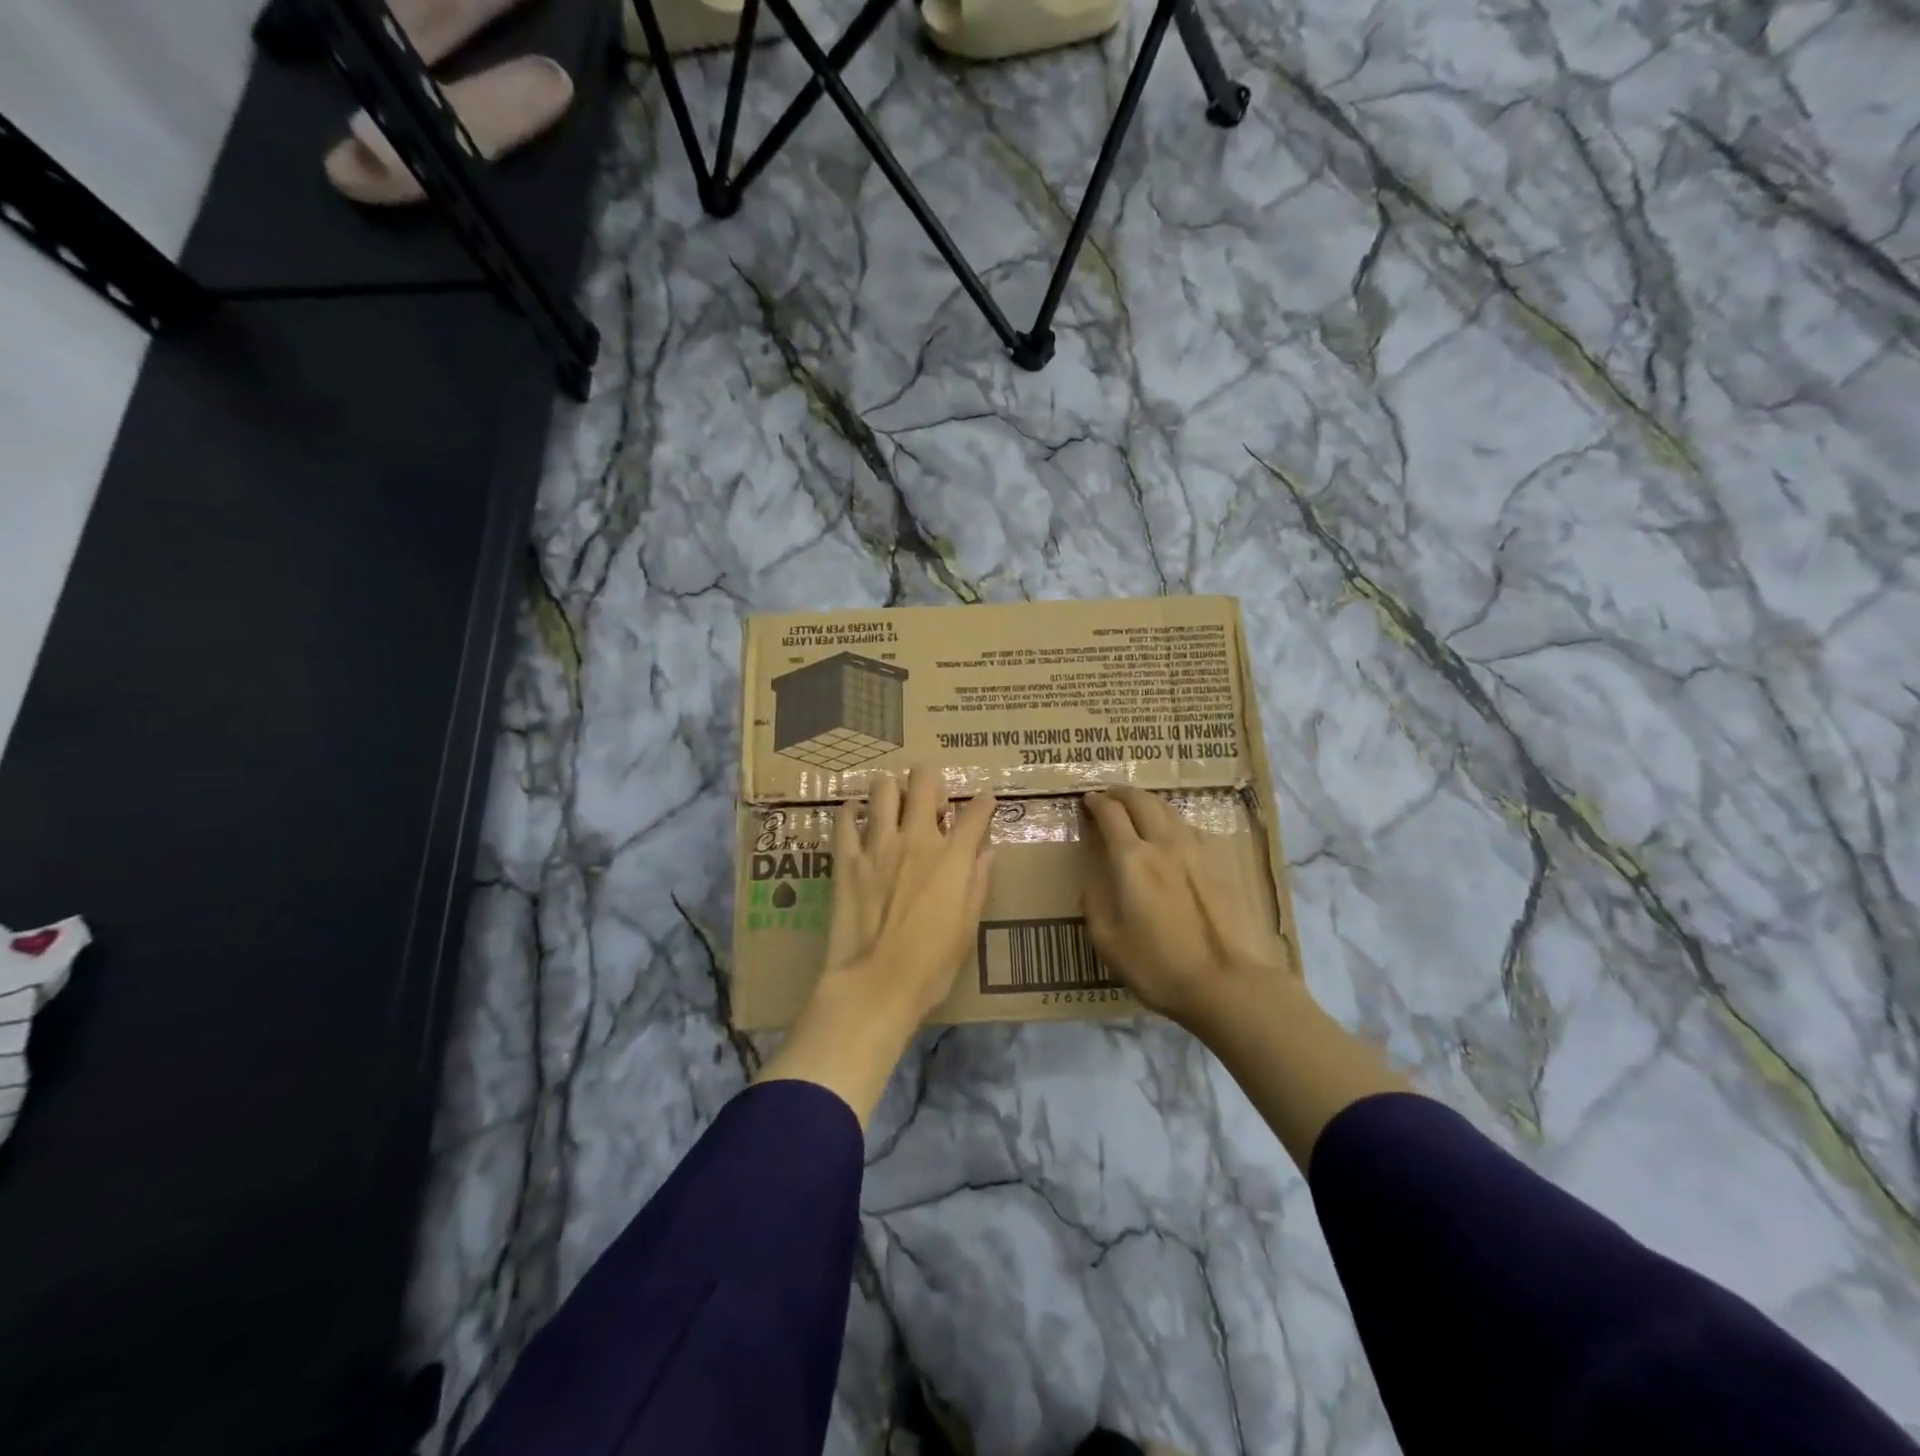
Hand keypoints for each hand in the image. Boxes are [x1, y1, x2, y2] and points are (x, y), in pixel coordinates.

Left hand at [823, 766, 997, 1025]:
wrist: (876, 984)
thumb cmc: (931, 965)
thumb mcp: (967, 928)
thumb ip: (978, 883)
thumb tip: (987, 852)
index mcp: (952, 857)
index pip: (976, 812)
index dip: (984, 802)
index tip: (984, 803)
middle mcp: (917, 839)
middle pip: (924, 781)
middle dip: (931, 779)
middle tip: (931, 799)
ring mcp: (878, 844)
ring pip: (882, 789)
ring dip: (891, 790)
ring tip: (893, 804)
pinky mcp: (846, 859)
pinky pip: (845, 820)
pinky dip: (852, 813)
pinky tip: (856, 817)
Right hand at [1082, 786, 1294, 1029]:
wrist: (1229, 984)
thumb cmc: (1160, 967)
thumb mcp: (1109, 942)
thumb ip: (1095, 901)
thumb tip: (1091, 877)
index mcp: (1132, 860)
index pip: (1110, 813)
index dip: (1095, 802)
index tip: (1087, 800)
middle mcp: (1164, 844)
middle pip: (1142, 800)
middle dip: (1121, 793)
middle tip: (1109, 796)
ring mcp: (1197, 852)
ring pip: (1169, 810)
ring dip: (1148, 802)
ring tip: (1138, 809)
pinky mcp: (1220, 864)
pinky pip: (1190, 828)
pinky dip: (1172, 821)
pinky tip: (1172, 835)